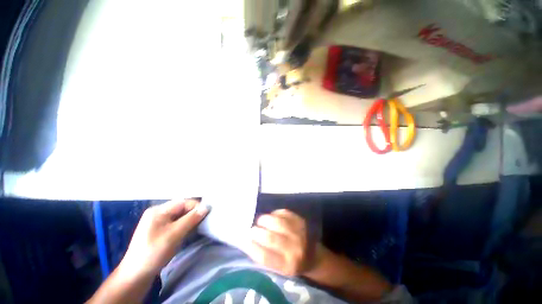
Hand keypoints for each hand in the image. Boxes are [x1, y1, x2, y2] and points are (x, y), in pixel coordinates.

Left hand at [119, 199, 209, 277]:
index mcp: (158, 210)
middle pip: (182, 208)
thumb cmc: (154, 253)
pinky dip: (185, 226)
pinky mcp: (160, 230)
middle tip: (203, 222)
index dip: (196, 206)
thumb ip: (191, 219)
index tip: (207, 214)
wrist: (135, 275)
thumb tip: (207, 206)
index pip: (183, 202)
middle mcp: (158, 213)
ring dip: (190, 220)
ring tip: (198, 227)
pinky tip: (189, 232)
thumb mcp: (174, 234)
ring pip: (180, 216)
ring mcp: (159, 222)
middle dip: (193, 213)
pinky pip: (177, 223)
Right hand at [247, 209, 321, 276]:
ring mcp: (299, 232)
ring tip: (260, 221)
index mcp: (287, 266)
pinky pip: (283, 213)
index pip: (265, 256)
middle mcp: (294, 249)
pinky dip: (274, 214)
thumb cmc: (291, 263)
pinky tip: (271, 217)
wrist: (313, 256)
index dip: (251, 246)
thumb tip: (247, 240)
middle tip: (252, 229)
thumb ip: (264, 256)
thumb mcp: (278, 268)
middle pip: (270, 237)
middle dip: (256, 231)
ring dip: (264, 220)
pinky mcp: (300, 220)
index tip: (243, 240)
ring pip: (276, 222)